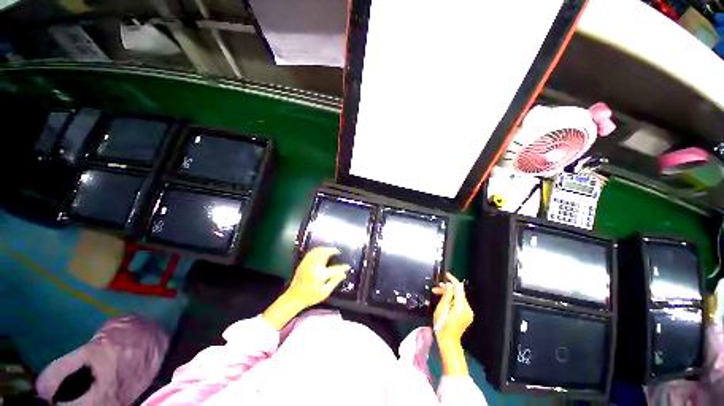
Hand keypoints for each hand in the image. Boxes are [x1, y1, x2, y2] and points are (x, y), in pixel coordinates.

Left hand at [286, 247, 349, 307]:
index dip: (343, 267)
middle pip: (325, 253)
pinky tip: (320, 251)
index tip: (347, 266)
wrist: (294, 297)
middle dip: (332, 250)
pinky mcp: (303, 263)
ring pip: (317, 250)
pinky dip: (317, 250)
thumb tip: (344, 274)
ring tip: (329, 249)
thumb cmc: (311, 296)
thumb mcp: (326, 291)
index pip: (335, 269)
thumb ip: (335, 281)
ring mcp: (308, 263)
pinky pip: (311, 252)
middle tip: (337, 251)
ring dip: (324, 248)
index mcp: (321, 274)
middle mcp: (315, 266)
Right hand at [432, 272, 473, 376]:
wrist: (448, 341)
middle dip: (447, 289)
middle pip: (458, 293)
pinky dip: (452, 300)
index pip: (459, 289)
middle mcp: (467, 309)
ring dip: (448, 294)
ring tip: (437, 293)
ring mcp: (468, 313)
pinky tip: (444, 300)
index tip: (446, 275)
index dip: (452, 280)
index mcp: (461, 307)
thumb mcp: (441, 309)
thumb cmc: (442, 325)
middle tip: (436, 288)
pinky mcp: (466, 315)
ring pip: (458, 297)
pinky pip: (459, 303)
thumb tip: (448, 284)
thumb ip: (446, 295)